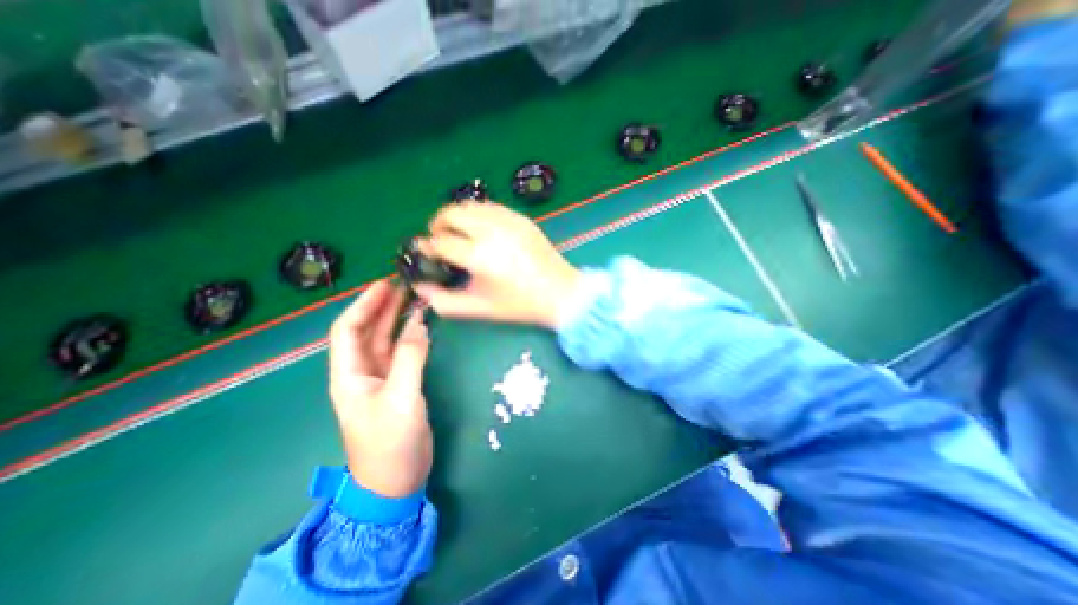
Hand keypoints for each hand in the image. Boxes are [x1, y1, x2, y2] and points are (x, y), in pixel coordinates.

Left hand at [328, 280, 430, 498]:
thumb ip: (410, 358)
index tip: (384, 284)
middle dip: (381, 307)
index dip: (363, 305)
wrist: (396, 480)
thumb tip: (420, 323)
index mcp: (349, 375)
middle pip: (366, 332)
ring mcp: (380, 379)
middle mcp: (360, 373)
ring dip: (396, 319)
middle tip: (403, 285)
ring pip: (384, 341)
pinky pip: (401, 353)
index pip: (347, 331)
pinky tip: (421, 325)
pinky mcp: (398, 385)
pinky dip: (410, 337)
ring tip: (413, 298)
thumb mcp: (401, 398)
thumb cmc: (390, 443)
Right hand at [415, 202, 580, 328]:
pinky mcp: (521, 218)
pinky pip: (491, 207)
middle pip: (452, 214)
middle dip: (438, 224)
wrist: (560, 293)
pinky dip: (478, 214)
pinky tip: (479, 228)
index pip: (441, 242)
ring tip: (457, 231)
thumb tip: (419, 287)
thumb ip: (444, 301)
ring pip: (470, 205)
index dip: (427, 247)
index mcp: (480, 257)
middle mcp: (492, 232)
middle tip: (438, 238)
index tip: (424, 251)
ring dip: (456, 215)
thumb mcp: (480, 309)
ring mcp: (509, 221)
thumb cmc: (520, 305)